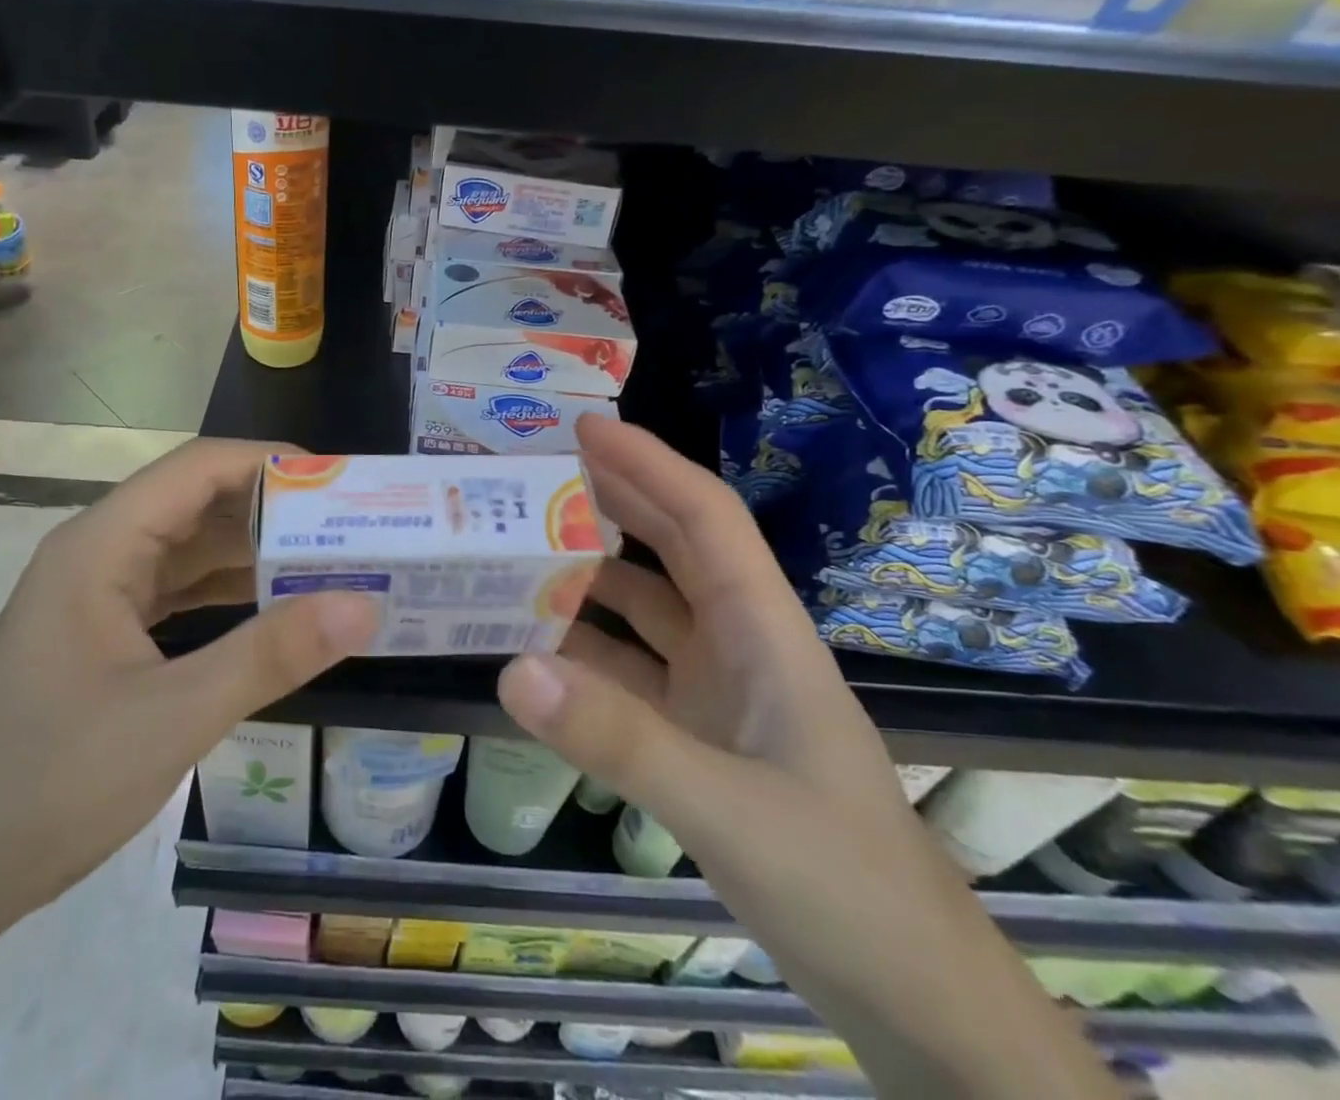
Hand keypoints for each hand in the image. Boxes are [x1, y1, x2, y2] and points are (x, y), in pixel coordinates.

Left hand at [0, 437, 378, 921]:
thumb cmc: (47, 784)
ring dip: (252, 552)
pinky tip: (273, 608)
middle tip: (349, 526)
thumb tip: (364, 605)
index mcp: (100, 545)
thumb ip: (271, 655)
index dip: (270, 463)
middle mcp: (97, 553)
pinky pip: (175, 592)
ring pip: (187, 549)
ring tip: (328, 561)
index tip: (340, 483)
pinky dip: (226, 593)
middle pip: (195, 502)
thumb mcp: (174, 716)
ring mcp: (95, 596)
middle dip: (271, 509)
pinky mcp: (100, 636)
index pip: (197, 469)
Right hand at [497, 416, 1117, 1099]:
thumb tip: (512, 669)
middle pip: (673, 547)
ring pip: (647, 610)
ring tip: (519, 554)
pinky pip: (631, 673)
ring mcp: (720, 692)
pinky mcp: (700, 737)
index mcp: (765, 631)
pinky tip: (537, 654)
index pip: (704, 517)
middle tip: (536, 473)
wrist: (915, 1000)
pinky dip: (586, 654)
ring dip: (591, 577)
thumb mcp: (729, 810)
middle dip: (613, 500)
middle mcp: (741, 645)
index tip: (584, 426)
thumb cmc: (844, 885)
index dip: (647, 462)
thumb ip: (620, 739)